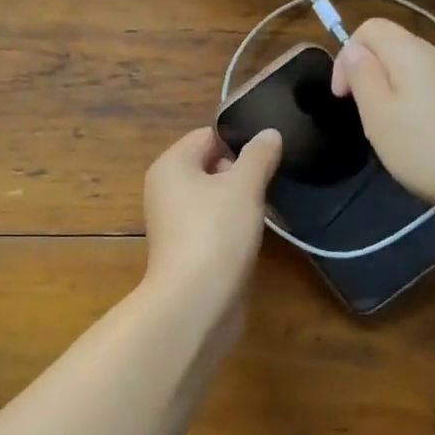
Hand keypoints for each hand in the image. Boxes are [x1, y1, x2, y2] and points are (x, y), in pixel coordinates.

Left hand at [140, 126, 281, 325]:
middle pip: (210, 166)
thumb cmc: (216, 232)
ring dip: (239, 202)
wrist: (195, 301)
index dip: (239, 142)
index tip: (268, 156)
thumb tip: (269, 133)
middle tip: (268, 184)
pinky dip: (232, 227)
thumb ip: (258, 156)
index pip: (207, 136)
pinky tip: (251, 237)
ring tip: (264, 211)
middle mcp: (166, 189)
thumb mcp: (244, 186)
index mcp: (171, 166)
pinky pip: (212, 225)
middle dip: (241, 172)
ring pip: (213, 198)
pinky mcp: (186, 249)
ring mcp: (174, 222)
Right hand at [329, 17, 434, 215]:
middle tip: (368, 120)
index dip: (347, 56)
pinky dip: (417, 110)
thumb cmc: (429, 148)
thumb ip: (362, 76)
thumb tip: (354, 49)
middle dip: (369, 78)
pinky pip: (432, 93)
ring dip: (392, 97)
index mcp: (412, 52)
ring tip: (393, 136)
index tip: (344, 96)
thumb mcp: (379, 114)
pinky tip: (422, 144)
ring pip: (412, 73)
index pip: (371, 27)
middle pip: (392, 49)